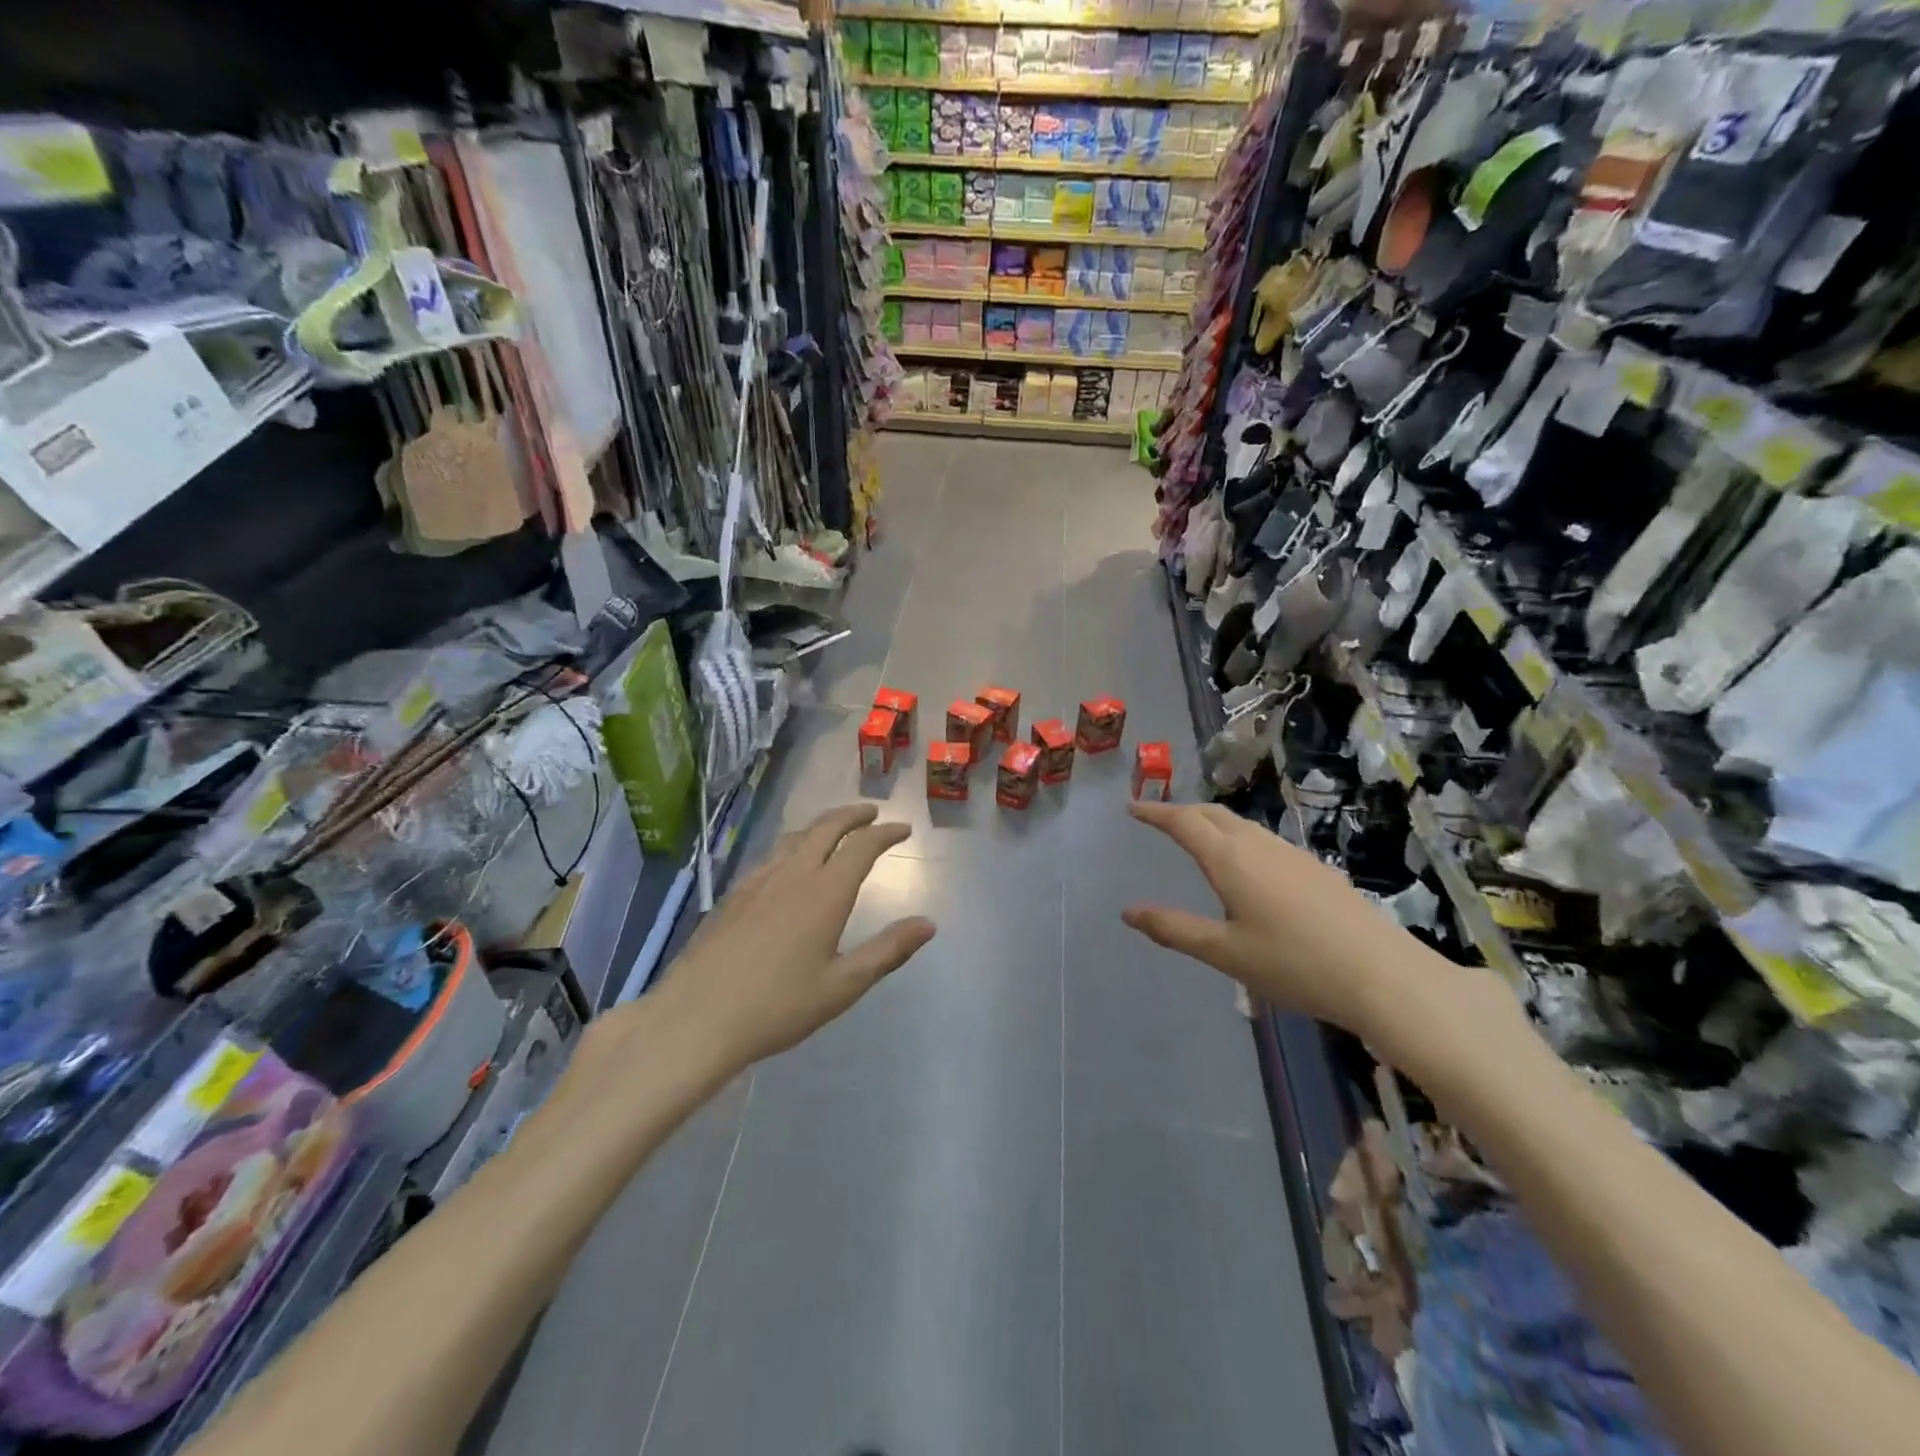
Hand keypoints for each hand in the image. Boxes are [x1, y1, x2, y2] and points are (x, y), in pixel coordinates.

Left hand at [650, 804, 935, 1067]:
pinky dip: (793, 847)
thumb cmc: (778, 1006)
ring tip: (835, 831)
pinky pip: (771, 856)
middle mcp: (792, 875)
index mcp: (825, 893)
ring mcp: (757, 882)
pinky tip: (788, 866)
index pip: (862, 847)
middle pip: (826, 828)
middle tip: (872, 813)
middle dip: (853, 815)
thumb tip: (928, 924)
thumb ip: (887, 951)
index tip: (902, 828)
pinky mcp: (733, 896)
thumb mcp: (842, 986)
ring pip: (795, 838)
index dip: (885, 833)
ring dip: (821, 827)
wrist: (696, 1018)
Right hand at [1121, 800, 1455, 1041]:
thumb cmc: (1294, 964)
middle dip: (1183, 812)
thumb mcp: (1225, 953)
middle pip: (1214, 814)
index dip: (1155, 812)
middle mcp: (1259, 845)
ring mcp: (1293, 854)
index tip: (1132, 808)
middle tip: (1160, 820)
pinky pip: (1265, 839)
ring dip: (1213, 822)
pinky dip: (1240, 838)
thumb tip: (1129, 912)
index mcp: (1230, 859)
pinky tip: (1249, 866)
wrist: (1383, 975)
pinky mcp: (1317, 869)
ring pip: (1243, 825)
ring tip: (1198, 838)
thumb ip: (1174, 929)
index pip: (1184, 822)